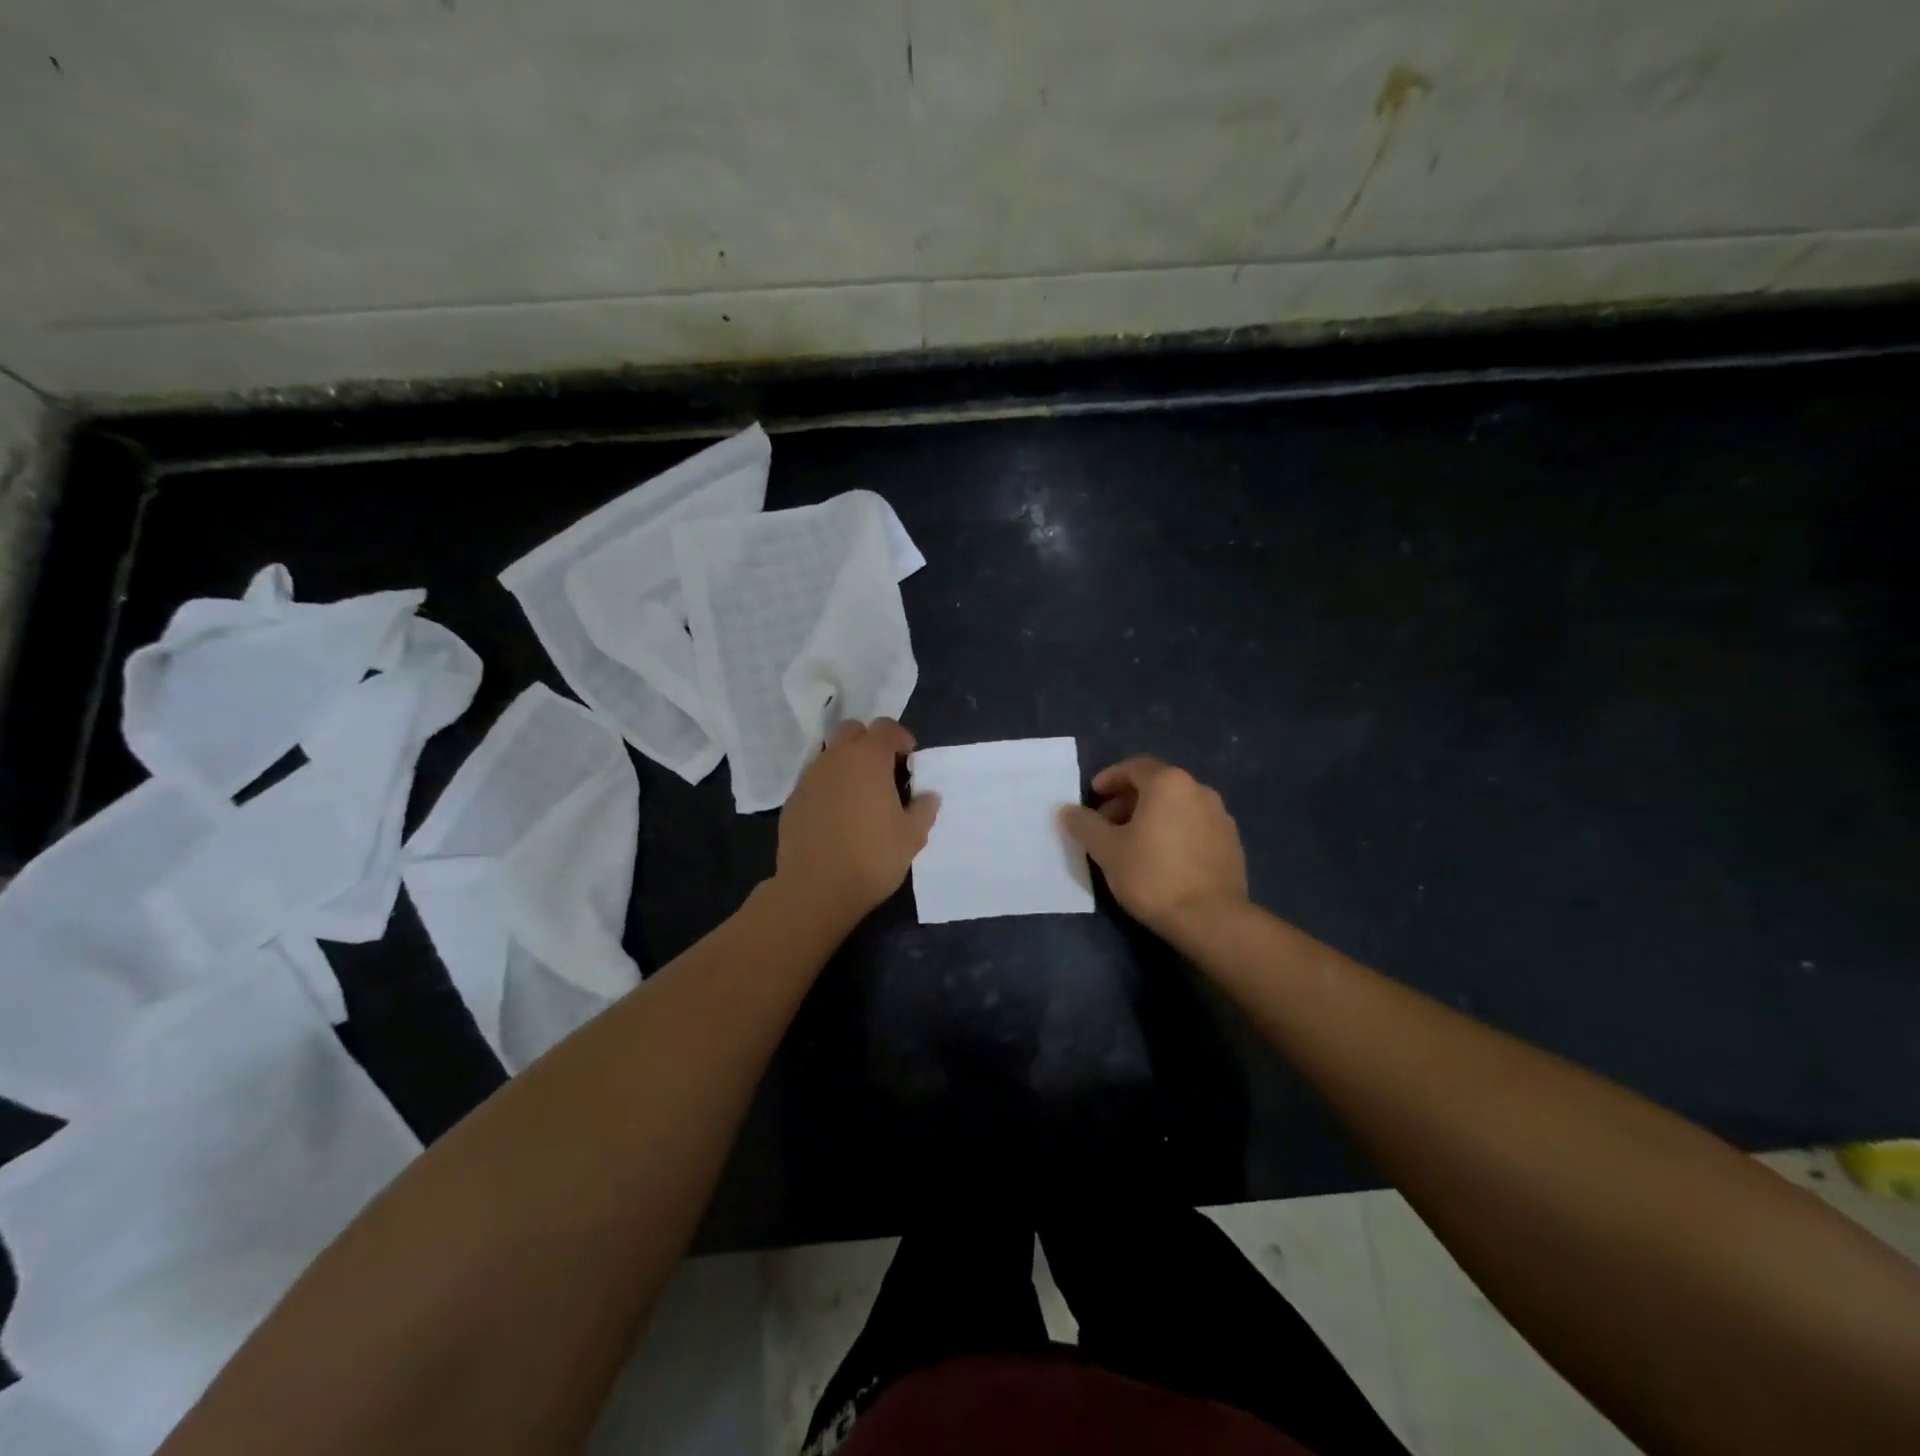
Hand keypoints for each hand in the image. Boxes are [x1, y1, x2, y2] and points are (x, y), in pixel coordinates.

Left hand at [774, 719, 939, 930]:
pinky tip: (837, 817)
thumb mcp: (912, 837)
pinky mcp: (793, 800)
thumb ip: (923, 809)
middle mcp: (836, 759)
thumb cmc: (872, 858)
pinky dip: (829, 788)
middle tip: (884, 772)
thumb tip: (928, 796)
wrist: (815, 889)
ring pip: (831, 755)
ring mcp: (809, 778)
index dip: (900, 738)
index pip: (885, 727)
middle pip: (852, 731)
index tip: (909, 760)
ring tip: (860, 797)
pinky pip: (815, 781)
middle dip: (870, 743)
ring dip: (847, 765)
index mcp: (868, 759)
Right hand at [1060, 756, 1248, 937]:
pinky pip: (1194, 826)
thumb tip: (1066, 810)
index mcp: (1169, 783)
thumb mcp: (1107, 850)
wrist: (1211, 919)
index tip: (1094, 795)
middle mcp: (1199, 790)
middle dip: (1128, 800)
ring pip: (1177, 806)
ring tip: (1132, 843)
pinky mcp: (1231, 843)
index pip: (1134, 767)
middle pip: (1157, 785)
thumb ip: (1084, 824)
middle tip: (1107, 822)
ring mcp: (1220, 816)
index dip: (1110, 778)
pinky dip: (1173, 831)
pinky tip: (1161, 858)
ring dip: (1151, 816)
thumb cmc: (1152, 875)